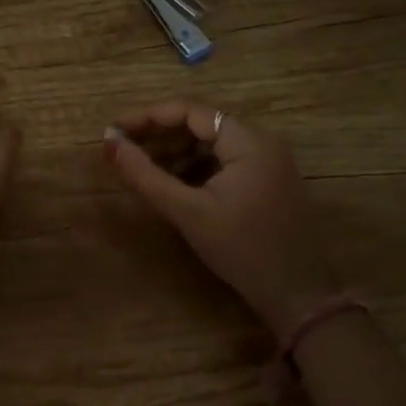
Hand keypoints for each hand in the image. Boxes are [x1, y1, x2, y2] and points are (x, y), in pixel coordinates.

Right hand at [105, 100, 337, 336]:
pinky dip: (195, 166)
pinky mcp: (266, 179)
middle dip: (159, 134)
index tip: (113, 131)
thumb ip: (145, 175)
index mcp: (249, 141)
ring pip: (212, 143)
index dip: (147, 116)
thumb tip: (109, 144)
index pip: (190, 111)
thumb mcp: (187, 212)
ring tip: (140, 168)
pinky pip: (224, 160)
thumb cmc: (241, 250)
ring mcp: (268, 160)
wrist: (296, 294)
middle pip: (201, 123)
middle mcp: (262, 141)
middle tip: (122, 149)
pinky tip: (170, 182)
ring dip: (175, 151)